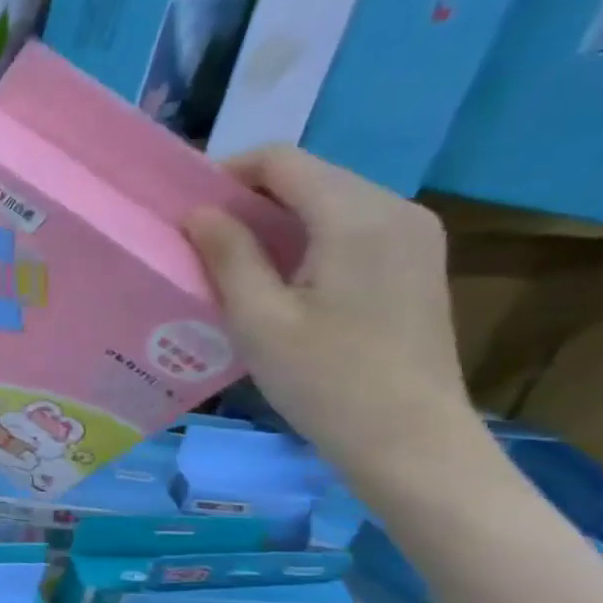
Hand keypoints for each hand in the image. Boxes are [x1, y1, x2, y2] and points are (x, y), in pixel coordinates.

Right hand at [184, 145, 479, 484]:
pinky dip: (308, 236)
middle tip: (200, 238)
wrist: (411, 442)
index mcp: (357, 216)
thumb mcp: (259, 319)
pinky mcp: (416, 262)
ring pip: (330, 200)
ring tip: (232, 258)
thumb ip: (228, 254)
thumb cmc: (325, 381)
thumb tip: (198, 211)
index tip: (187, 209)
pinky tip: (281, 276)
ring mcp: (414, 235)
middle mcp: (395, 209)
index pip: (282, 161)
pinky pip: (352, 226)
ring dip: (277, 218)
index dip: (227, 173)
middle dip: (250, 197)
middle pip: (309, 176)